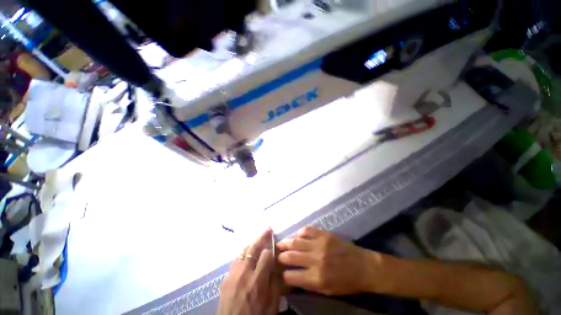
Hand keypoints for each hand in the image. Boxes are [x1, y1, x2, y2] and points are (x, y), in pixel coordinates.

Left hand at [217, 228, 281, 314]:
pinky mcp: (225, 278)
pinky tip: (247, 253)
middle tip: (267, 228)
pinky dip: (243, 253)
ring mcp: (233, 274)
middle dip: (262, 236)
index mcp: (258, 281)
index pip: (266, 255)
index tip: (274, 247)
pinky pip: (236, 259)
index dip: (271, 249)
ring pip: (243, 251)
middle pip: (253, 248)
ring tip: (257, 238)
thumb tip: (277, 266)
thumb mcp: (272, 306)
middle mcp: (244, 273)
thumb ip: (276, 284)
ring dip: (252, 243)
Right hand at [277, 227, 377, 295]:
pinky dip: (300, 232)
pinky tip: (298, 235)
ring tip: (280, 243)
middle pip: (290, 257)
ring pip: (296, 241)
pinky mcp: (324, 234)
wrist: (364, 267)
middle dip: (280, 256)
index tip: (279, 272)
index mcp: (316, 278)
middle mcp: (315, 260)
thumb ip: (308, 284)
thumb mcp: (327, 290)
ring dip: (286, 243)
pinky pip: (307, 230)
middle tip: (276, 255)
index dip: (282, 275)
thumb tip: (292, 277)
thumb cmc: (347, 283)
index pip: (290, 276)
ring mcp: (320, 244)